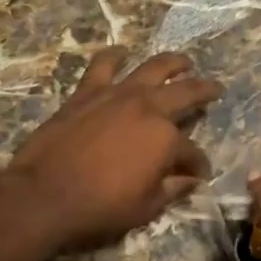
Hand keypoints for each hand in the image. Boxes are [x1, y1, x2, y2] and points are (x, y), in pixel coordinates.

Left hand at [9, 49, 222, 250]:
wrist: (44, 194)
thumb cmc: (100, 207)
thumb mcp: (146, 208)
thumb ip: (173, 189)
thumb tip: (190, 180)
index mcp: (167, 139)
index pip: (192, 151)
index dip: (198, 164)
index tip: (199, 173)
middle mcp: (148, 108)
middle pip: (185, 93)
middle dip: (205, 91)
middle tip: (215, 88)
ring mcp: (118, 95)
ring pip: (153, 68)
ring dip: (173, 63)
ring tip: (184, 62)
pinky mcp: (88, 92)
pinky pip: (103, 66)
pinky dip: (114, 56)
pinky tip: (121, 52)